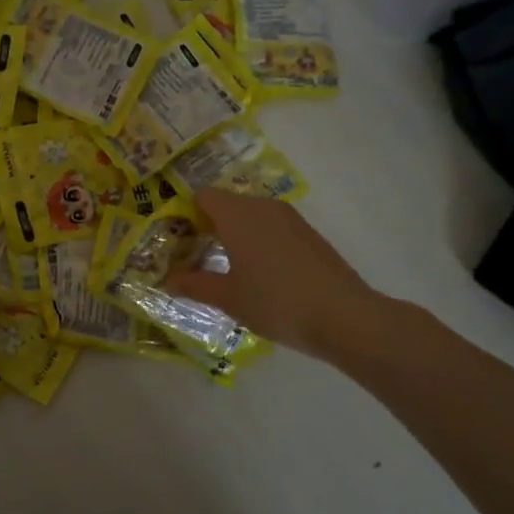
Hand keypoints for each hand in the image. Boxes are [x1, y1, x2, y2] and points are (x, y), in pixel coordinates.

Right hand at [163, 189, 387, 357]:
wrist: (345, 316)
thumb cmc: (276, 302)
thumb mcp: (228, 298)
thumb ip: (194, 284)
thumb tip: (169, 278)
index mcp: (237, 215)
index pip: (202, 197)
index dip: (185, 215)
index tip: (178, 242)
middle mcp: (262, 207)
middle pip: (225, 204)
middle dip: (207, 226)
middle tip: (195, 258)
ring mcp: (289, 218)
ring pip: (249, 215)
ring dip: (233, 234)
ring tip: (226, 268)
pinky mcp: (307, 234)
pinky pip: (270, 227)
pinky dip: (257, 241)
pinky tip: (259, 274)